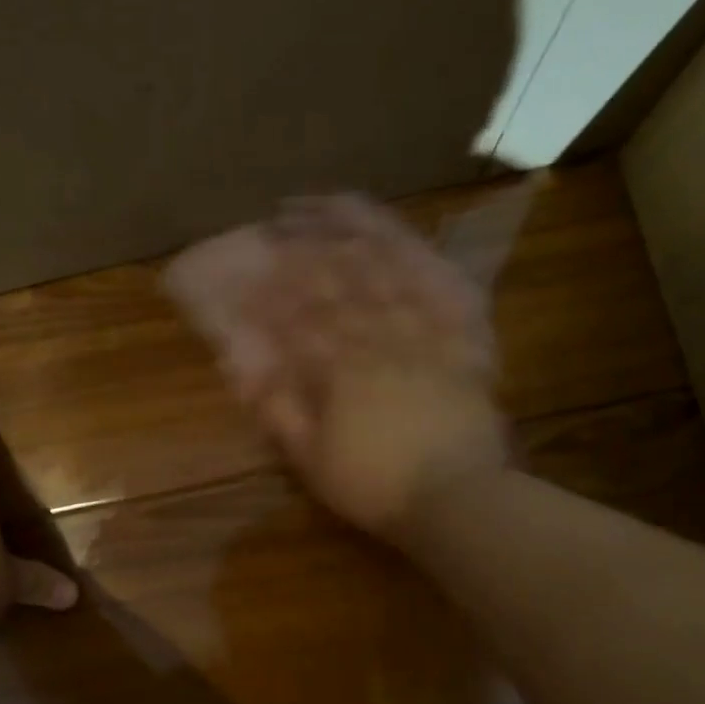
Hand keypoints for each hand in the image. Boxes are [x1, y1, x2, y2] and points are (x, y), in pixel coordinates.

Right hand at [215, 196, 508, 542]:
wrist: (458, 499)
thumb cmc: (375, 485)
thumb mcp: (311, 461)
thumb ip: (278, 411)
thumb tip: (242, 370)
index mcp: (340, 369)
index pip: (299, 316)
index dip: (273, 287)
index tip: (250, 263)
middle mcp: (381, 339)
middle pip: (341, 281)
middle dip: (308, 245)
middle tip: (284, 216)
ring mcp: (425, 334)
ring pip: (389, 271)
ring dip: (358, 234)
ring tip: (333, 204)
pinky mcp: (461, 341)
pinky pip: (443, 288)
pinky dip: (423, 258)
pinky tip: (407, 238)